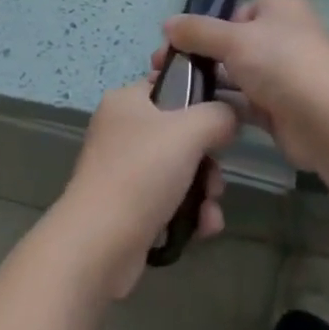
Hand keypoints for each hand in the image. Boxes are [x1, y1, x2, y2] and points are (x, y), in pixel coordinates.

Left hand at [47, 81, 238, 299]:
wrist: (98, 245)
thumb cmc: (141, 173)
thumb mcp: (189, 132)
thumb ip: (218, 115)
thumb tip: (231, 116)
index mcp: (126, 100)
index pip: (169, 84)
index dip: (199, 98)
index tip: (221, 121)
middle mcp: (122, 130)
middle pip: (180, 133)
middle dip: (207, 161)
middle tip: (215, 180)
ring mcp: (123, 170)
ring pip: (178, 170)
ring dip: (203, 192)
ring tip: (209, 213)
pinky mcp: (127, 207)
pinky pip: (168, 200)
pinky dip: (188, 214)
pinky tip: (202, 230)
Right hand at [157, 0, 328, 173]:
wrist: (328, 122)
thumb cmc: (282, 64)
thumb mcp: (234, 39)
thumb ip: (198, 31)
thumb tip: (167, 24)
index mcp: (279, 9)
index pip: (237, 11)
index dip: (209, 27)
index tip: (179, 44)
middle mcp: (283, 37)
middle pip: (234, 43)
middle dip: (201, 57)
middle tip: (163, 71)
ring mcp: (283, 74)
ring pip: (237, 74)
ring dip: (209, 83)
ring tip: (171, 95)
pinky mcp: (280, 108)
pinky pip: (244, 102)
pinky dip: (223, 106)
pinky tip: (194, 113)